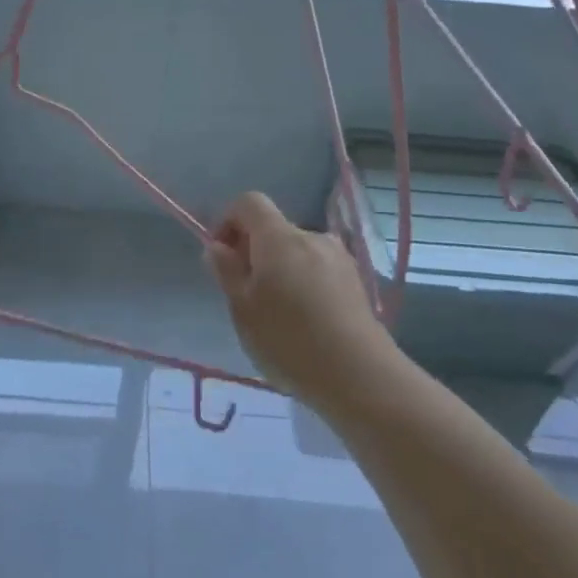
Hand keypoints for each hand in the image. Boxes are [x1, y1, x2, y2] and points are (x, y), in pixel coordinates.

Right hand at [204, 192, 396, 410]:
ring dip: (280, 269)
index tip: (223, 258)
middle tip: (246, 294)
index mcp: (279, 237)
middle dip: (254, 251)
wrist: (360, 375)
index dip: (229, 221)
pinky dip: (304, 282)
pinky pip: (318, 269)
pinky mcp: (355, 281)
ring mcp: (338, 257)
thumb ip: (227, 271)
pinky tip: (305, 321)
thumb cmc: (289, 340)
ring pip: (296, 251)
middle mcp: (311, 236)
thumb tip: (217, 246)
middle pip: (273, 228)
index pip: (249, 202)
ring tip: (278, 313)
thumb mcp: (243, 308)